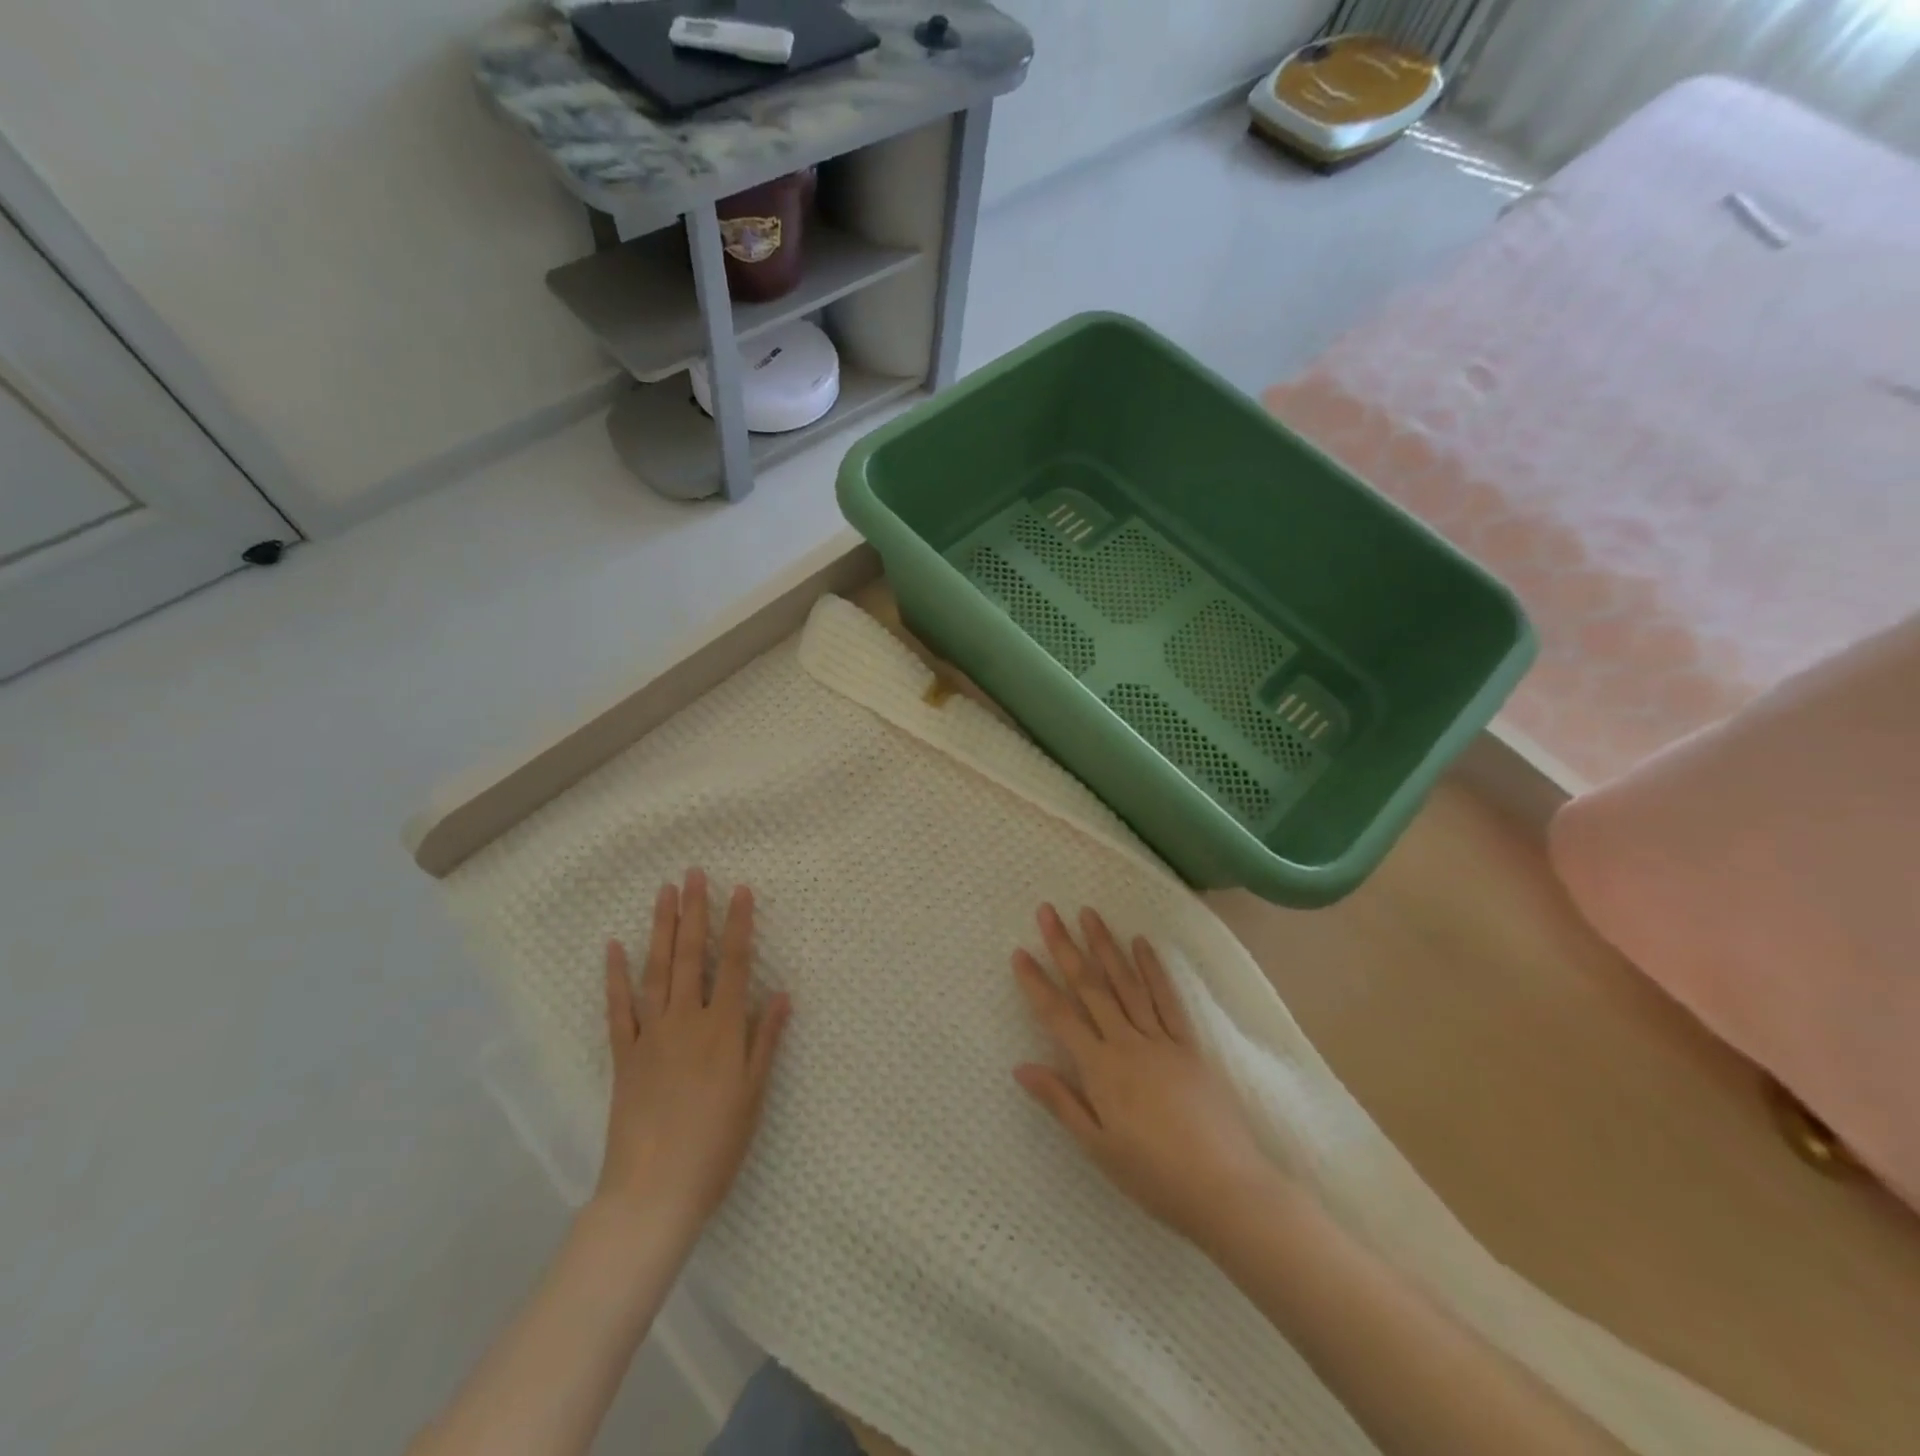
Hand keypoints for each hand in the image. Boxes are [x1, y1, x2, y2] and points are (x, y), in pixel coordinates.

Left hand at [595, 869, 790, 1245]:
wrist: (653, 1192)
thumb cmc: (716, 1144)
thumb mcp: (754, 1094)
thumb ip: (766, 1040)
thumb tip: (782, 993)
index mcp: (722, 1029)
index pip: (736, 964)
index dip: (740, 925)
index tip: (741, 890)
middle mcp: (686, 1021)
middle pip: (691, 956)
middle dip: (694, 911)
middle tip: (693, 874)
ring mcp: (650, 1035)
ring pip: (656, 971)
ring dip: (660, 929)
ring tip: (663, 894)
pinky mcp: (624, 1055)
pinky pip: (618, 1008)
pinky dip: (616, 977)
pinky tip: (614, 948)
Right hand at [1011, 904, 1277, 1246]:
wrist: (1226, 1188)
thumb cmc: (1154, 1176)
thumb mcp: (1098, 1148)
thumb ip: (1060, 1101)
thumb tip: (1021, 1066)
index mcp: (1100, 1070)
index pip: (1059, 1016)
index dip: (1036, 983)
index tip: (1020, 952)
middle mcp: (1127, 1044)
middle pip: (1090, 987)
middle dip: (1065, 947)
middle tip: (1048, 912)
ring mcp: (1161, 1039)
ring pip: (1126, 983)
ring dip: (1105, 946)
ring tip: (1089, 913)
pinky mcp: (1189, 1044)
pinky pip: (1167, 999)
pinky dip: (1153, 969)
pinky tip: (1142, 944)